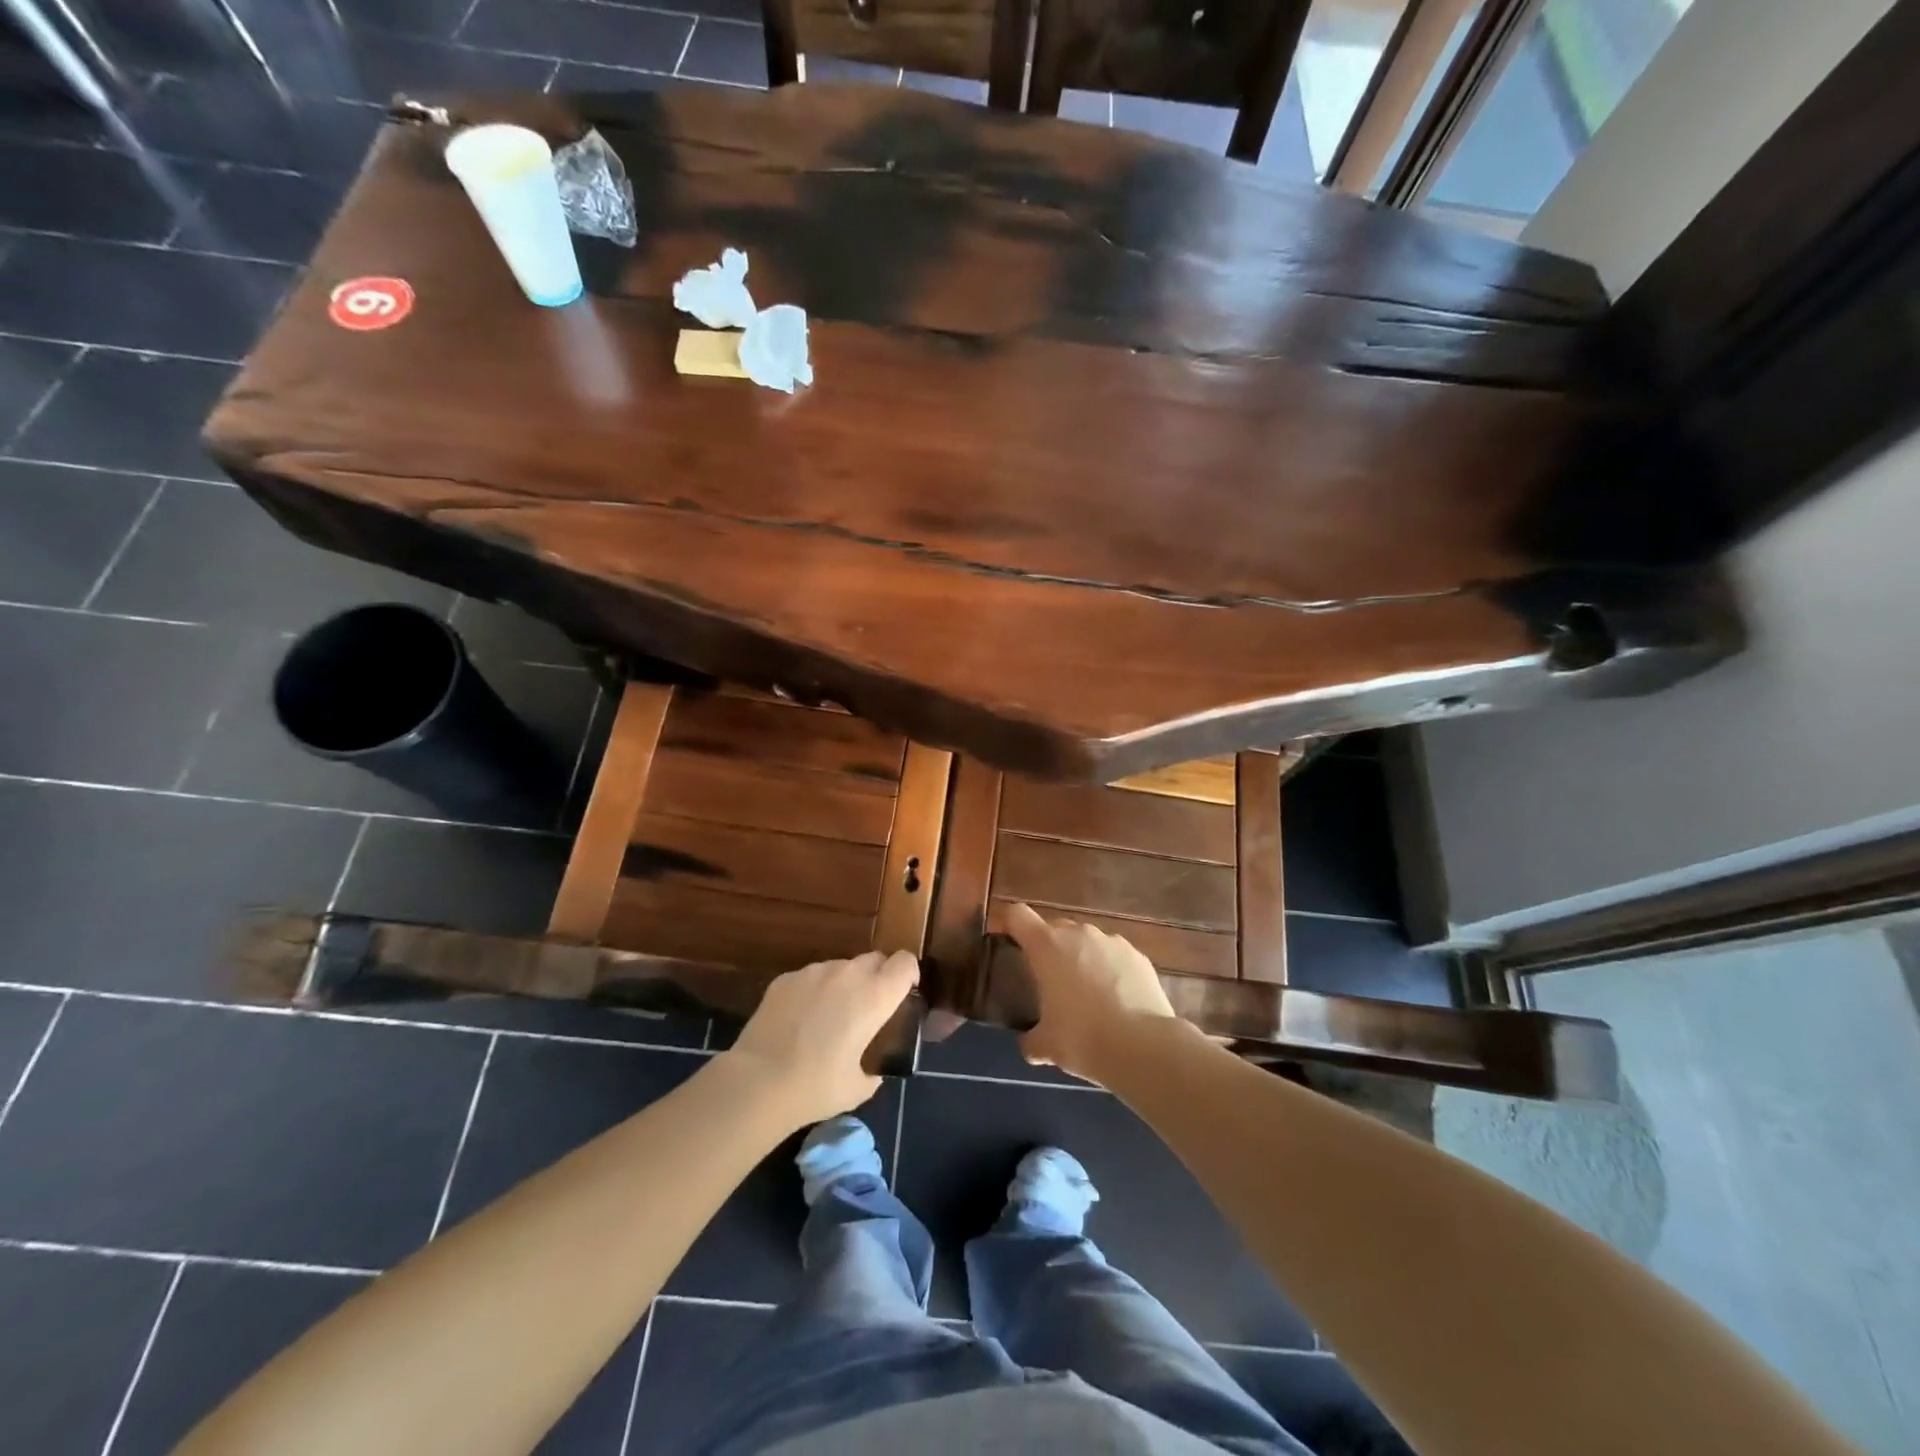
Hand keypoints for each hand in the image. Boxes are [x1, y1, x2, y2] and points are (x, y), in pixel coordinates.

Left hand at [722, 951, 918, 1125]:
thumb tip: (875, 1067)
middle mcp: (848, 973)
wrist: (758, 1082)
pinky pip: (811, 977)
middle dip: (878, 977)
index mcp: (875, 996)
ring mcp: (815, 971)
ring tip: (829, 1018)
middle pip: (875, 959)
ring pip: (841, 967)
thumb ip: (876, 1068)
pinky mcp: (786, 978)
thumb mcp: (860, 1087)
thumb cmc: (817, 1087)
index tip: (904, 994)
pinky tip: (800, 1021)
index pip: (905, 962)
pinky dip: (814, 992)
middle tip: (868, 1009)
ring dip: (845, 984)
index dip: (908, 974)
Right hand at [1003, 903, 1175, 1079]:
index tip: (1006, 939)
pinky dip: (1110, 970)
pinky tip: (1116, 1000)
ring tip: (1086, 993)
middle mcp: (1078, 934)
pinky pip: (1114, 956)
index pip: (1017, 915)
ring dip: (1081, 957)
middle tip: (1047, 978)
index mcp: (1047, 946)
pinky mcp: (1138, 956)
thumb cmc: (1082, 1039)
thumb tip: (1028, 1044)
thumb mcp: (1046, 1046)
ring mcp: (1112, 941)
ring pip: (1087, 940)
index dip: (1009, 923)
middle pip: (1054, 926)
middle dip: (1048, 946)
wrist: (1144, 1047)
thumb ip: (1031, 1040)